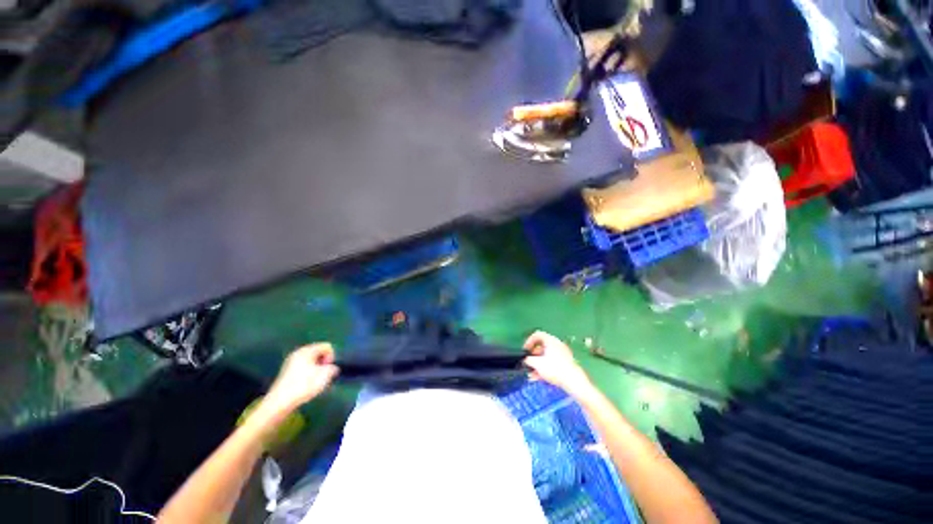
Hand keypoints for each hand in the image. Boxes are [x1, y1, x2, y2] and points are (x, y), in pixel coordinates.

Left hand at [262, 343, 338, 415]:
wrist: (280, 402)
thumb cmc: (304, 385)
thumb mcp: (325, 375)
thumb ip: (333, 368)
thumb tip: (332, 368)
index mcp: (307, 350)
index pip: (326, 346)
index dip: (331, 357)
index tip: (328, 369)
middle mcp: (298, 353)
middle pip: (318, 353)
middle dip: (323, 363)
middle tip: (323, 375)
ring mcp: (290, 362)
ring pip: (310, 361)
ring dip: (316, 369)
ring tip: (315, 381)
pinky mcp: (286, 373)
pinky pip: (303, 368)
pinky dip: (307, 374)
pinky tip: (306, 385)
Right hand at [523, 331, 591, 396]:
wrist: (574, 381)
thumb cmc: (554, 369)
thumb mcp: (537, 364)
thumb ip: (528, 360)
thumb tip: (525, 359)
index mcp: (550, 340)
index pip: (537, 335)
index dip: (528, 341)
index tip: (525, 350)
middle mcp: (557, 344)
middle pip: (541, 347)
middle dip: (533, 356)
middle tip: (528, 363)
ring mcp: (562, 354)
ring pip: (546, 356)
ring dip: (537, 364)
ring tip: (531, 374)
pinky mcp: (565, 363)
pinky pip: (552, 362)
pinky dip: (544, 368)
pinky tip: (539, 378)